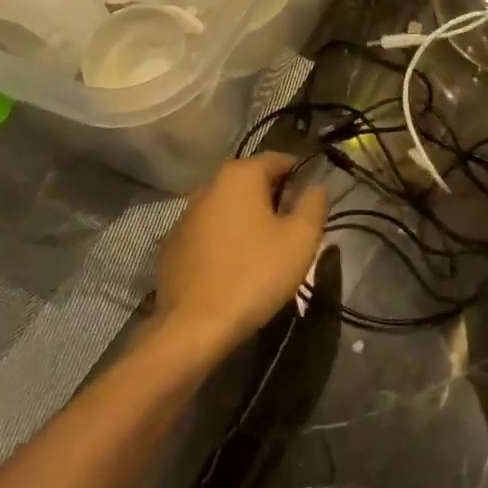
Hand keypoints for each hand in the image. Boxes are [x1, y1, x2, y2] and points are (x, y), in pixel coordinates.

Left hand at [152, 154, 326, 360]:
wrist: (194, 327)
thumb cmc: (255, 274)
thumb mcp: (301, 239)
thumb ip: (314, 205)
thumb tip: (316, 187)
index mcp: (239, 175)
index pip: (278, 159)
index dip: (300, 175)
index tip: (311, 202)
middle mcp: (208, 186)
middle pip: (251, 182)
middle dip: (274, 198)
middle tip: (293, 230)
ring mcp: (185, 215)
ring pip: (228, 207)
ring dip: (248, 220)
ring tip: (265, 251)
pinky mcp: (172, 245)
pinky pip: (209, 231)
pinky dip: (225, 239)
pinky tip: (235, 267)